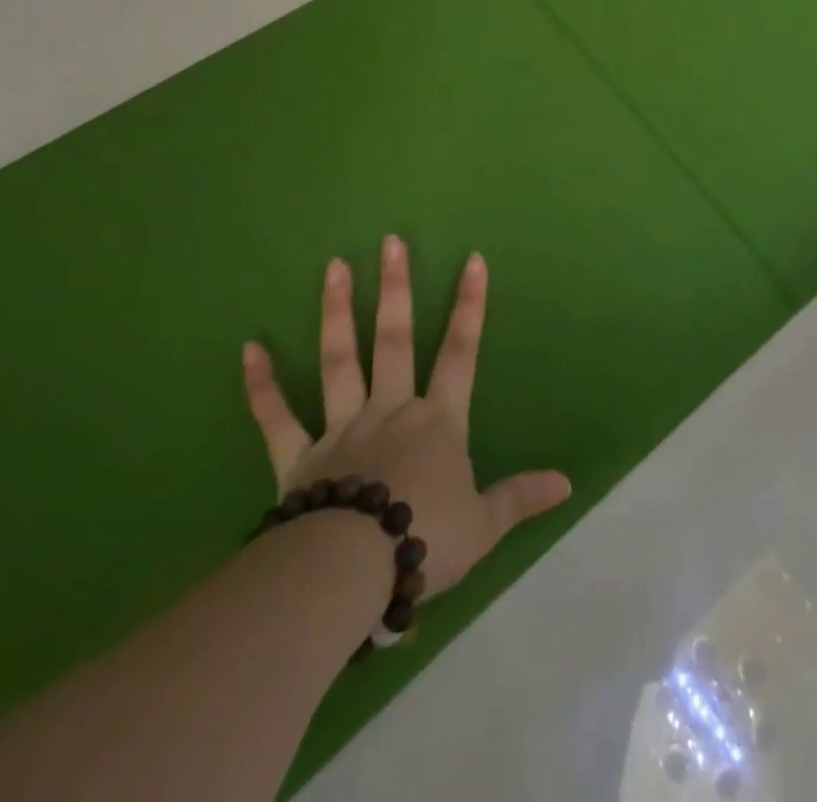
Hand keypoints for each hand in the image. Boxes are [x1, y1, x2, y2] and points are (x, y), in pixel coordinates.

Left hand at [239, 236, 570, 599]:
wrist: (351, 574)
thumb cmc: (424, 540)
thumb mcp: (484, 525)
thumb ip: (522, 497)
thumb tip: (568, 483)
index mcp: (438, 421)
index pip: (460, 352)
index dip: (469, 305)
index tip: (472, 259)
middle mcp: (390, 410)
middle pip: (394, 339)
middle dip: (396, 288)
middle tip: (389, 242)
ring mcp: (342, 428)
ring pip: (339, 360)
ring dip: (337, 313)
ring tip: (333, 267)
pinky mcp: (299, 458)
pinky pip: (277, 418)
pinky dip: (262, 385)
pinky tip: (248, 348)